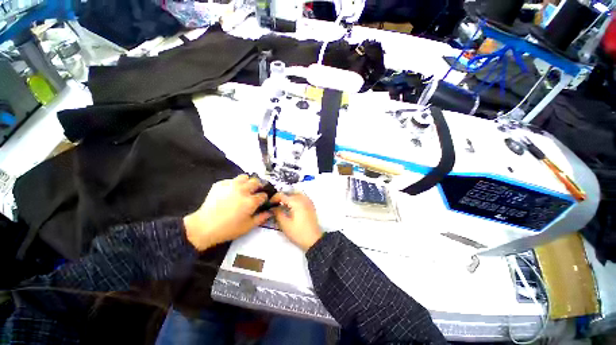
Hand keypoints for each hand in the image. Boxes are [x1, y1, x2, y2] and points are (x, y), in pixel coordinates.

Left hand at [184, 175, 271, 250]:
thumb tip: (271, 211)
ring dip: (247, 182)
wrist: (204, 226)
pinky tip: (231, 192)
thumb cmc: (228, 229)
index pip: (263, 195)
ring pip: (245, 177)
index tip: (261, 202)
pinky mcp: (220, 184)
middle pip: (256, 182)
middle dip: (258, 187)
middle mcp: (243, 190)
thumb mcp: (248, 226)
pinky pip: (232, 179)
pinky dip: (234, 184)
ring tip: (244, 189)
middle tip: (254, 193)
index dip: (264, 199)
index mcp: (251, 201)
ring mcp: (231, 185)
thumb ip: (262, 217)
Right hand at [271, 193, 322, 251]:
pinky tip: (291, 206)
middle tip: (275, 205)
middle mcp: (302, 198)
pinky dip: (295, 198)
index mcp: (296, 201)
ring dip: (288, 197)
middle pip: (289, 192)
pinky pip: (301, 197)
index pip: (282, 195)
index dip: (274, 198)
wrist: (314, 239)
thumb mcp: (285, 224)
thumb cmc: (298, 232)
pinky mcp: (310, 204)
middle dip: (281, 197)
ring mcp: (308, 201)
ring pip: (295, 193)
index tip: (269, 204)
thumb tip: (273, 207)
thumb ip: (277, 213)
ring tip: (282, 205)